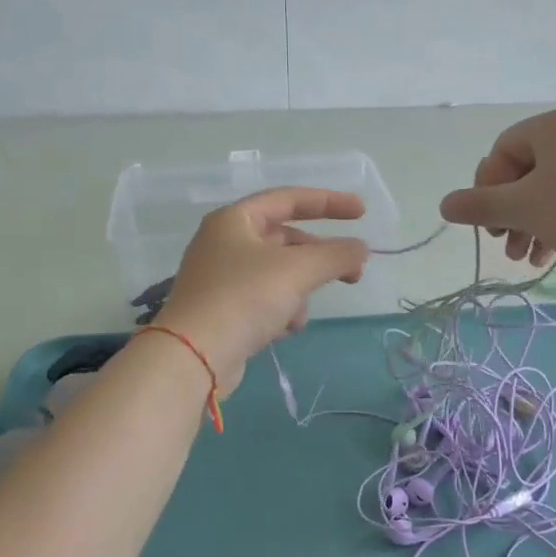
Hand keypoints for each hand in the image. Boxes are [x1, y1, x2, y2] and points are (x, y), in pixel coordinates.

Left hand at [152, 187, 369, 392]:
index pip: (289, 198)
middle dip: (320, 258)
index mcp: (235, 220)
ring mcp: (221, 278)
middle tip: (354, 273)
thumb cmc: (244, 298)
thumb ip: (337, 254)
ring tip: (300, 314)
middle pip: (286, 239)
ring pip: (279, 273)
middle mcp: (224, 242)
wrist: (193, 358)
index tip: (362, 213)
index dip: (329, 202)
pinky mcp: (223, 310)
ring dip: (300, 291)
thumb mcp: (298, 270)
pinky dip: (281, 310)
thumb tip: (361, 250)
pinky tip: (283, 330)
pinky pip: (265, 299)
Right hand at [438, 106, 555, 270]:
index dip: (488, 188)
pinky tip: (549, 256)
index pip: (503, 150)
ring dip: (530, 224)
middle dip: (510, 212)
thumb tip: (444, 205)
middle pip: (526, 171)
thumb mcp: (523, 209)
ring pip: (551, 189)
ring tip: (523, 258)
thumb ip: (480, 205)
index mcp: (555, 125)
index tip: (488, 223)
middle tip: (503, 243)